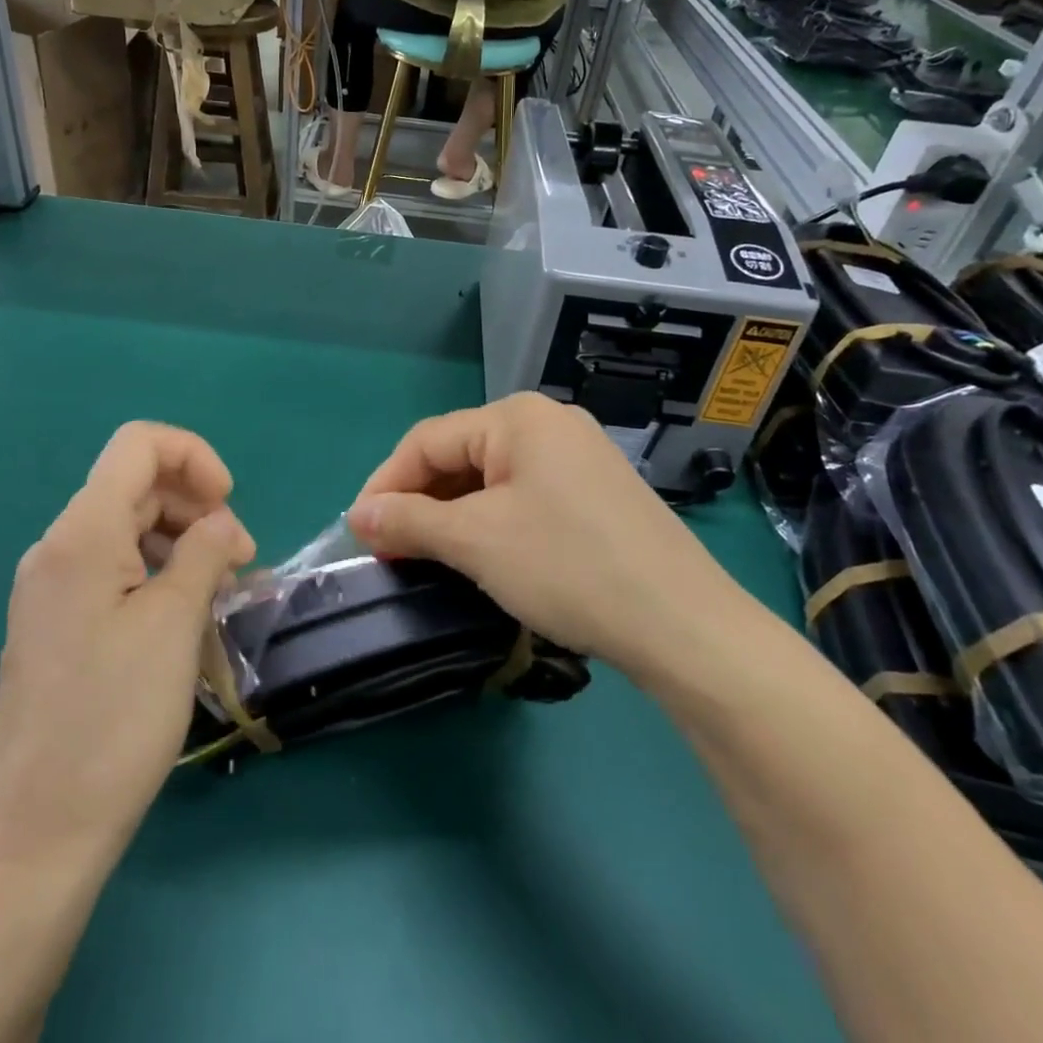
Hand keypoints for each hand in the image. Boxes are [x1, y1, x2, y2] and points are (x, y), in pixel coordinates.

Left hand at [0, 423, 254, 870]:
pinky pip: (114, 570)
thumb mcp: (174, 624)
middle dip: (195, 506)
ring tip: (220, 592)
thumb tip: (220, 522)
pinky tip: (187, 617)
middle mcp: (58, 549)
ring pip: (128, 529)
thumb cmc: (113, 719)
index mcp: (80, 534)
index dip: (194, 456)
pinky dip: (158, 574)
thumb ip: (203, 552)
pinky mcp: (57, 624)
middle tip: (239, 560)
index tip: (228, 504)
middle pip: (135, 486)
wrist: (38, 835)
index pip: (138, 445)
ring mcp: (52, 589)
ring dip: (182, 542)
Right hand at [347, 394, 757, 676]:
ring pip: (492, 479)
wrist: (684, 625)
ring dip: (453, 515)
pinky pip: (525, 496)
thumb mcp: (476, 541)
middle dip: (420, 502)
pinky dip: (492, 522)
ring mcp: (580, 457)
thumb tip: (358, 515)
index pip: (428, 440)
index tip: (358, 533)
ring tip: (428, 557)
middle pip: (461, 455)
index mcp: (518, 417)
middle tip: (390, 551)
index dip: (385, 484)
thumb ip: (408, 521)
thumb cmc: (567, 566)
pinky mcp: (598, 493)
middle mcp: (549, 423)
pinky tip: (482, 555)